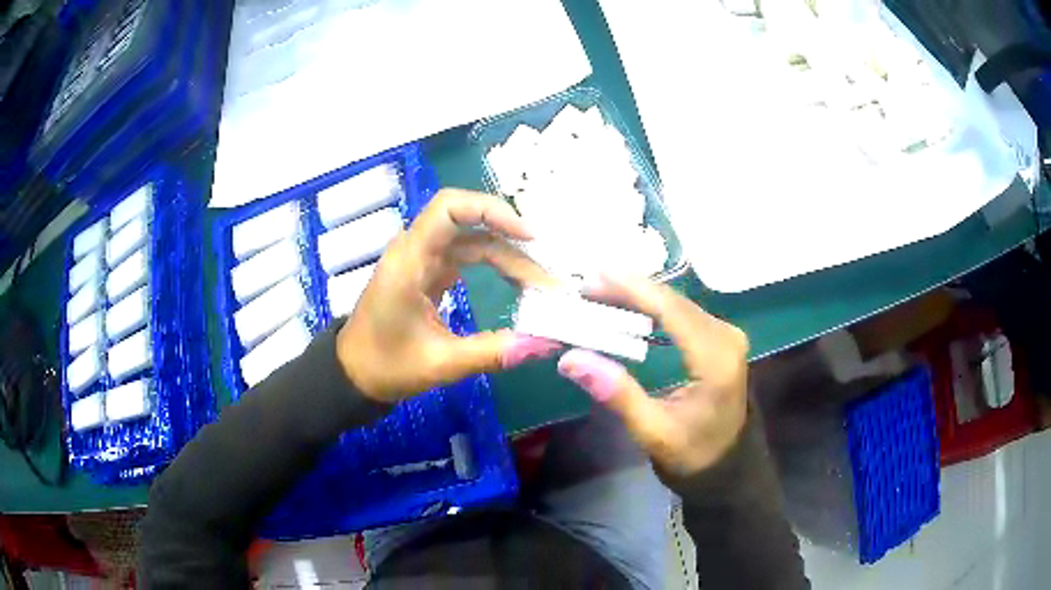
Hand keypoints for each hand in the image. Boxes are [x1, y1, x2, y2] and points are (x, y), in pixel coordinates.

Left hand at [338, 189, 560, 402]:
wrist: (353, 375)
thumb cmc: (386, 366)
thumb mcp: (441, 363)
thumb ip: (492, 352)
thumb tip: (544, 344)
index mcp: (409, 261)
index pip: (449, 208)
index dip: (491, 210)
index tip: (528, 236)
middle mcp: (416, 249)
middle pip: (470, 223)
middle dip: (513, 244)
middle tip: (546, 280)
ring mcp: (422, 260)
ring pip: (473, 240)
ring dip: (508, 257)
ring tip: (540, 286)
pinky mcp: (428, 273)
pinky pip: (467, 256)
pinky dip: (495, 266)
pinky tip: (517, 283)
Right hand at [556, 274, 748, 477]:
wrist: (726, 462)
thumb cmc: (691, 452)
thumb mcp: (653, 432)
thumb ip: (618, 394)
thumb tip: (571, 359)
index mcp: (716, 359)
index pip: (672, 310)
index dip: (634, 289)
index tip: (595, 274)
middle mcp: (726, 336)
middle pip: (674, 301)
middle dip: (630, 289)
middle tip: (586, 286)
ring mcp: (726, 334)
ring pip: (678, 303)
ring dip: (640, 296)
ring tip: (599, 293)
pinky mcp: (720, 338)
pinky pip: (683, 313)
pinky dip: (653, 308)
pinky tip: (628, 306)